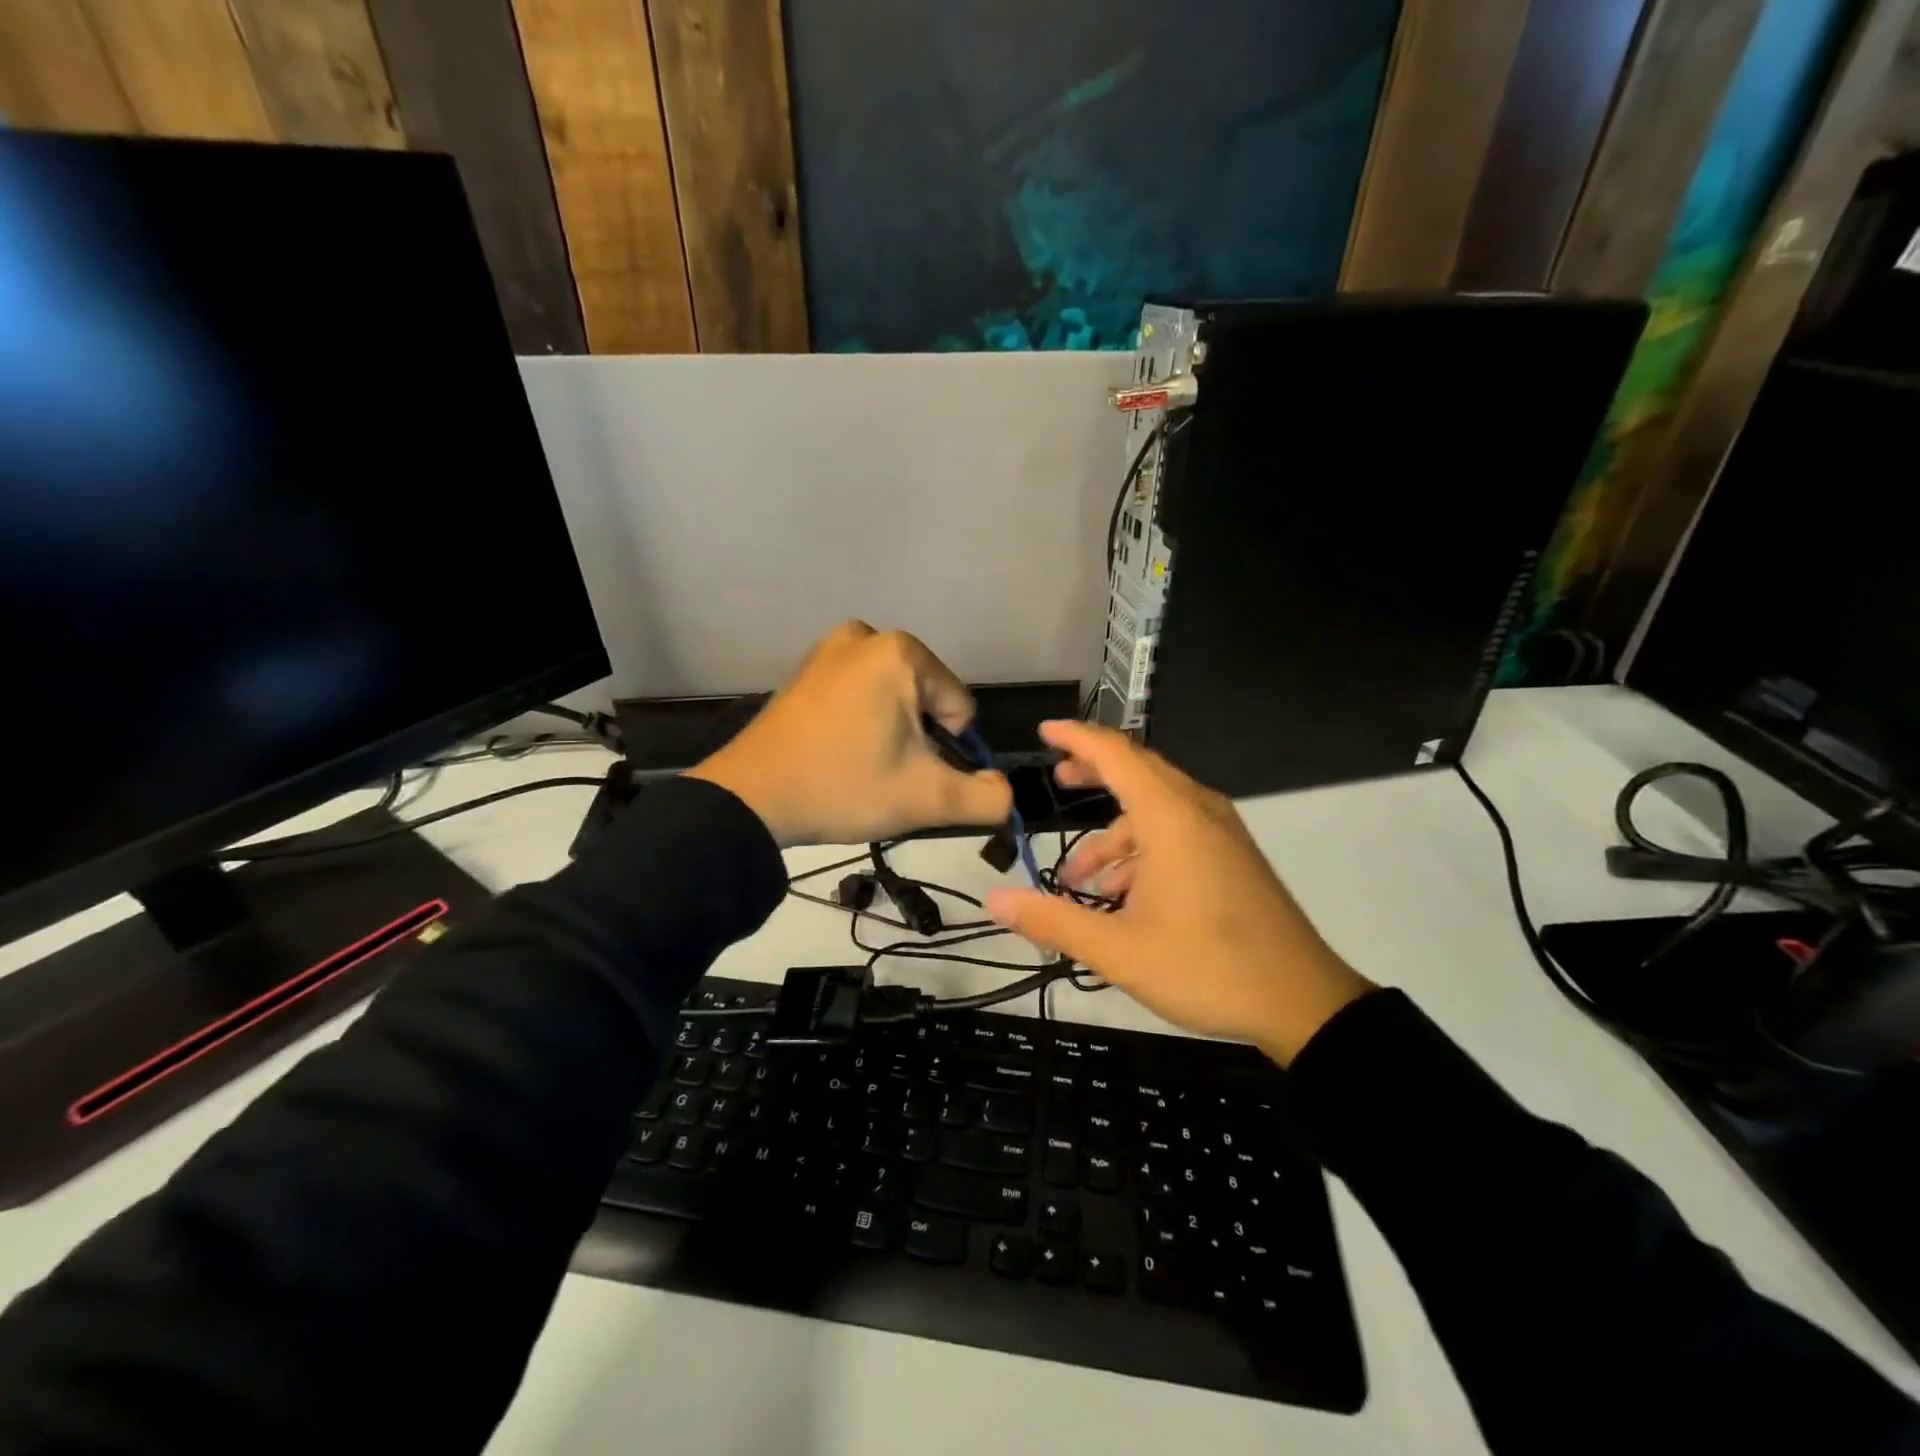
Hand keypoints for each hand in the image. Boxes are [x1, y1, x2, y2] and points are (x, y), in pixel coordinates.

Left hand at [686, 622, 1012, 846]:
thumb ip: (986, 798)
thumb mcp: (927, 799)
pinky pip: (857, 694)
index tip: (907, 773)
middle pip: (925, 700)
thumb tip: (1006, 794)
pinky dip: (859, 721)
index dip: (945, 750)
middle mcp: (866, 636)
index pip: (959, 708)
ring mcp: (829, 648)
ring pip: (892, 698)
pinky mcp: (805, 669)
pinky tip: (835, 750)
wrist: (751, 799)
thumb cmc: (844, 787)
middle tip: (881, 771)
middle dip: (916, 738)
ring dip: (889, 731)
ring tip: (858, 762)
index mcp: (901, 653)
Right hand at [984, 721, 1373, 1065]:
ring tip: (1080, 880)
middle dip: (1092, 774)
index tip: (1044, 732)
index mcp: (1170, 818)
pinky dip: (1142, 850)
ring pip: (1155, 809)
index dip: (1076, 738)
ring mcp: (1221, 833)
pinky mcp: (1232, 856)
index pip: (1115, 755)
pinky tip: (1123, 898)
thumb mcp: (1118, 951)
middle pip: (1137, 771)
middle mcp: (1197, 811)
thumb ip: (1052, 920)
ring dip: (1114, 834)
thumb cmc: (1207, 968)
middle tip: (1056, 781)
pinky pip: (1177, 831)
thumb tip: (995, 899)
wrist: (1304, 1003)